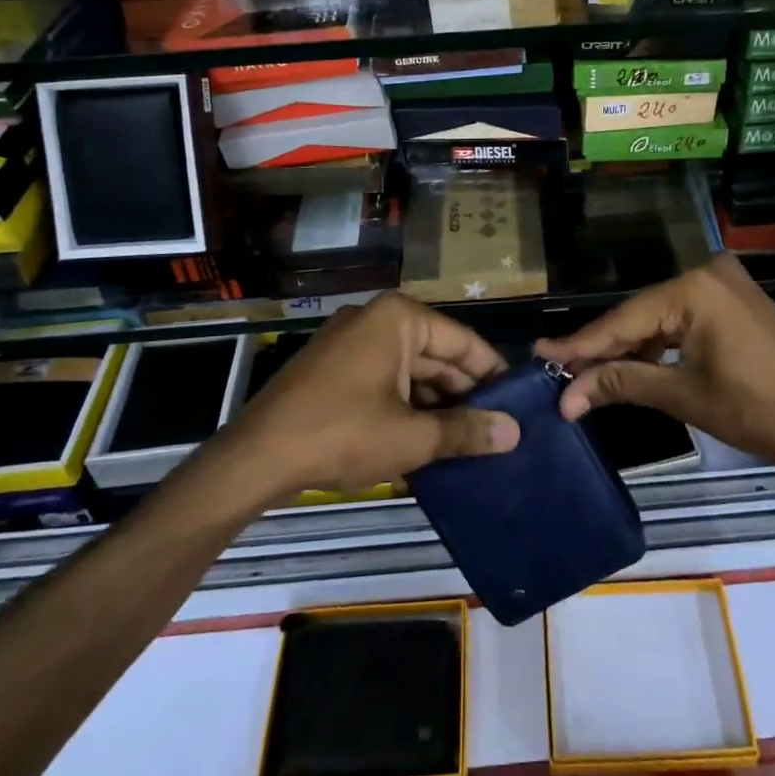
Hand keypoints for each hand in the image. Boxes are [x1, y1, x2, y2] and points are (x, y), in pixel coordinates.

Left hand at [220, 293, 519, 499]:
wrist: (255, 457)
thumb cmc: (341, 433)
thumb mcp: (410, 437)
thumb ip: (465, 431)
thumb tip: (514, 433)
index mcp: (399, 318)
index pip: (463, 341)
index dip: (494, 373)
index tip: (519, 403)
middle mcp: (376, 319)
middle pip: (436, 355)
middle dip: (465, 393)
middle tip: (499, 429)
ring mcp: (351, 342)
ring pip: (410, 371)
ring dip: (437, 404)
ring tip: (470, 440)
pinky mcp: (334, 368)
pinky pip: (385, 380)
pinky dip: (407, 406)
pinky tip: (427, 439)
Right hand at [535, 254, 774, 476]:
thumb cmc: (762, 409)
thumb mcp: (686, 396)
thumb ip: (624, 384)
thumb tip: (568, 396)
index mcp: (694, 288)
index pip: (624, 320)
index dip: (581, 345)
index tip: (541, 355)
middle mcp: (707, 274)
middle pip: (639, 315)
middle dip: (603, 348)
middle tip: (559, 369)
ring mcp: (724, 286)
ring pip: (660, 319)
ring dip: (630, 349)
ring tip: (587, 374)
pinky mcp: (735, 303)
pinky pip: (683, 321)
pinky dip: (659, 345)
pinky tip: (634, 365)